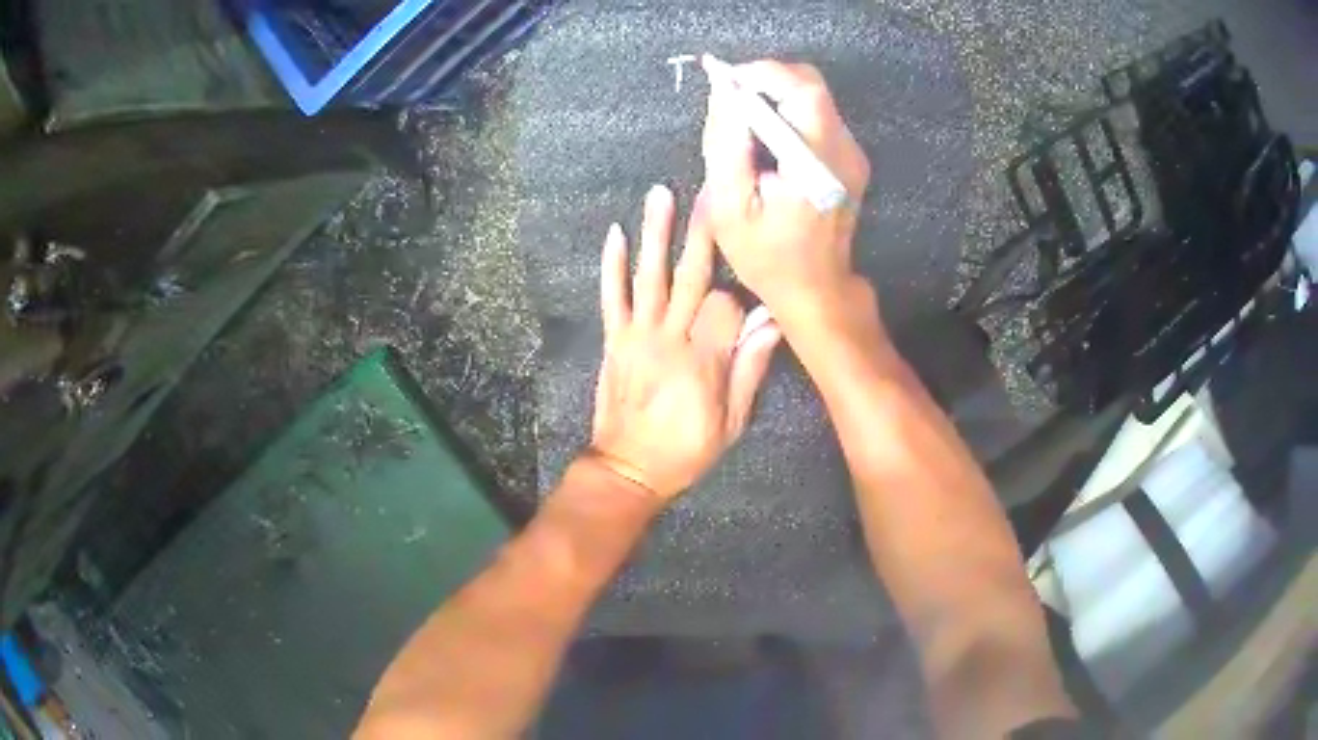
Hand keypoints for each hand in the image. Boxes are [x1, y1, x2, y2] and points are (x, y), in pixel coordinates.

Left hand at [589, 185, 782, 500]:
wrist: (627, 469)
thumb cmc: (685, 451)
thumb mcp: (730, 424)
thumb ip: (749, 371)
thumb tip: (772, 323)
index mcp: (703, 361)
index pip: (726, 306)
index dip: (741, 297)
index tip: (751, 296)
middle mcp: (669, 339)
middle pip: (690, 276)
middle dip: (702, 231)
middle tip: (709, 191)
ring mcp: (636, 336)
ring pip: (649, 276)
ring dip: (656, 232)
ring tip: (660, 194)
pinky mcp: (613, 340)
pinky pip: (611, 297)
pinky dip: (612, 265)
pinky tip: (615, 233)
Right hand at [701, 58, 871, 319]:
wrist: (816, 288)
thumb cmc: (767, 256)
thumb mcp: (729, 207)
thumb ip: (725, 145)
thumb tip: (723, 93)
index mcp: (816, 162)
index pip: (800, 90)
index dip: (760, 74)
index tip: (724, 83)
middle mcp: (844, 150)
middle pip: (810, 84)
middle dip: (766, 80)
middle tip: (731, 100)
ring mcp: (852, 153)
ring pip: (813, 96)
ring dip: (774, 96)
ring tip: (743, 122)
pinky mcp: (850, 158)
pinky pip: (817, 115)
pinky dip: (786, 112)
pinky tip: (765, 139)